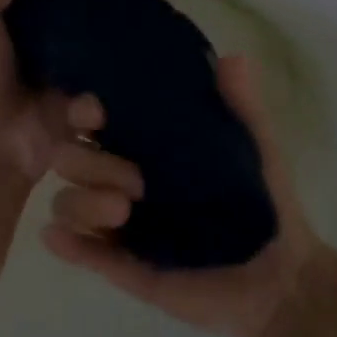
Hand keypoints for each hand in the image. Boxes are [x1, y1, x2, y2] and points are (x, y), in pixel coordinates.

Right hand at [41, 52, 335, 336]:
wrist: (280, 278)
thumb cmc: (264, 205)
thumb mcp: (258, 150)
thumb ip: (244, 107)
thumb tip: (234, 58)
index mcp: (148, 148)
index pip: (96, 121)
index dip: (83, 111)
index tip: (97, 112)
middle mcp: (123, 179)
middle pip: (71, 158)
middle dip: (89, 164)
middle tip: (137, 182)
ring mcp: (119, 223)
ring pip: (68, 201)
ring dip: (82, 202)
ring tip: (122, 213)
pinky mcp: (121, 265)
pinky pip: (81, 251)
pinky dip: (64, 243)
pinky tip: (57, 237)